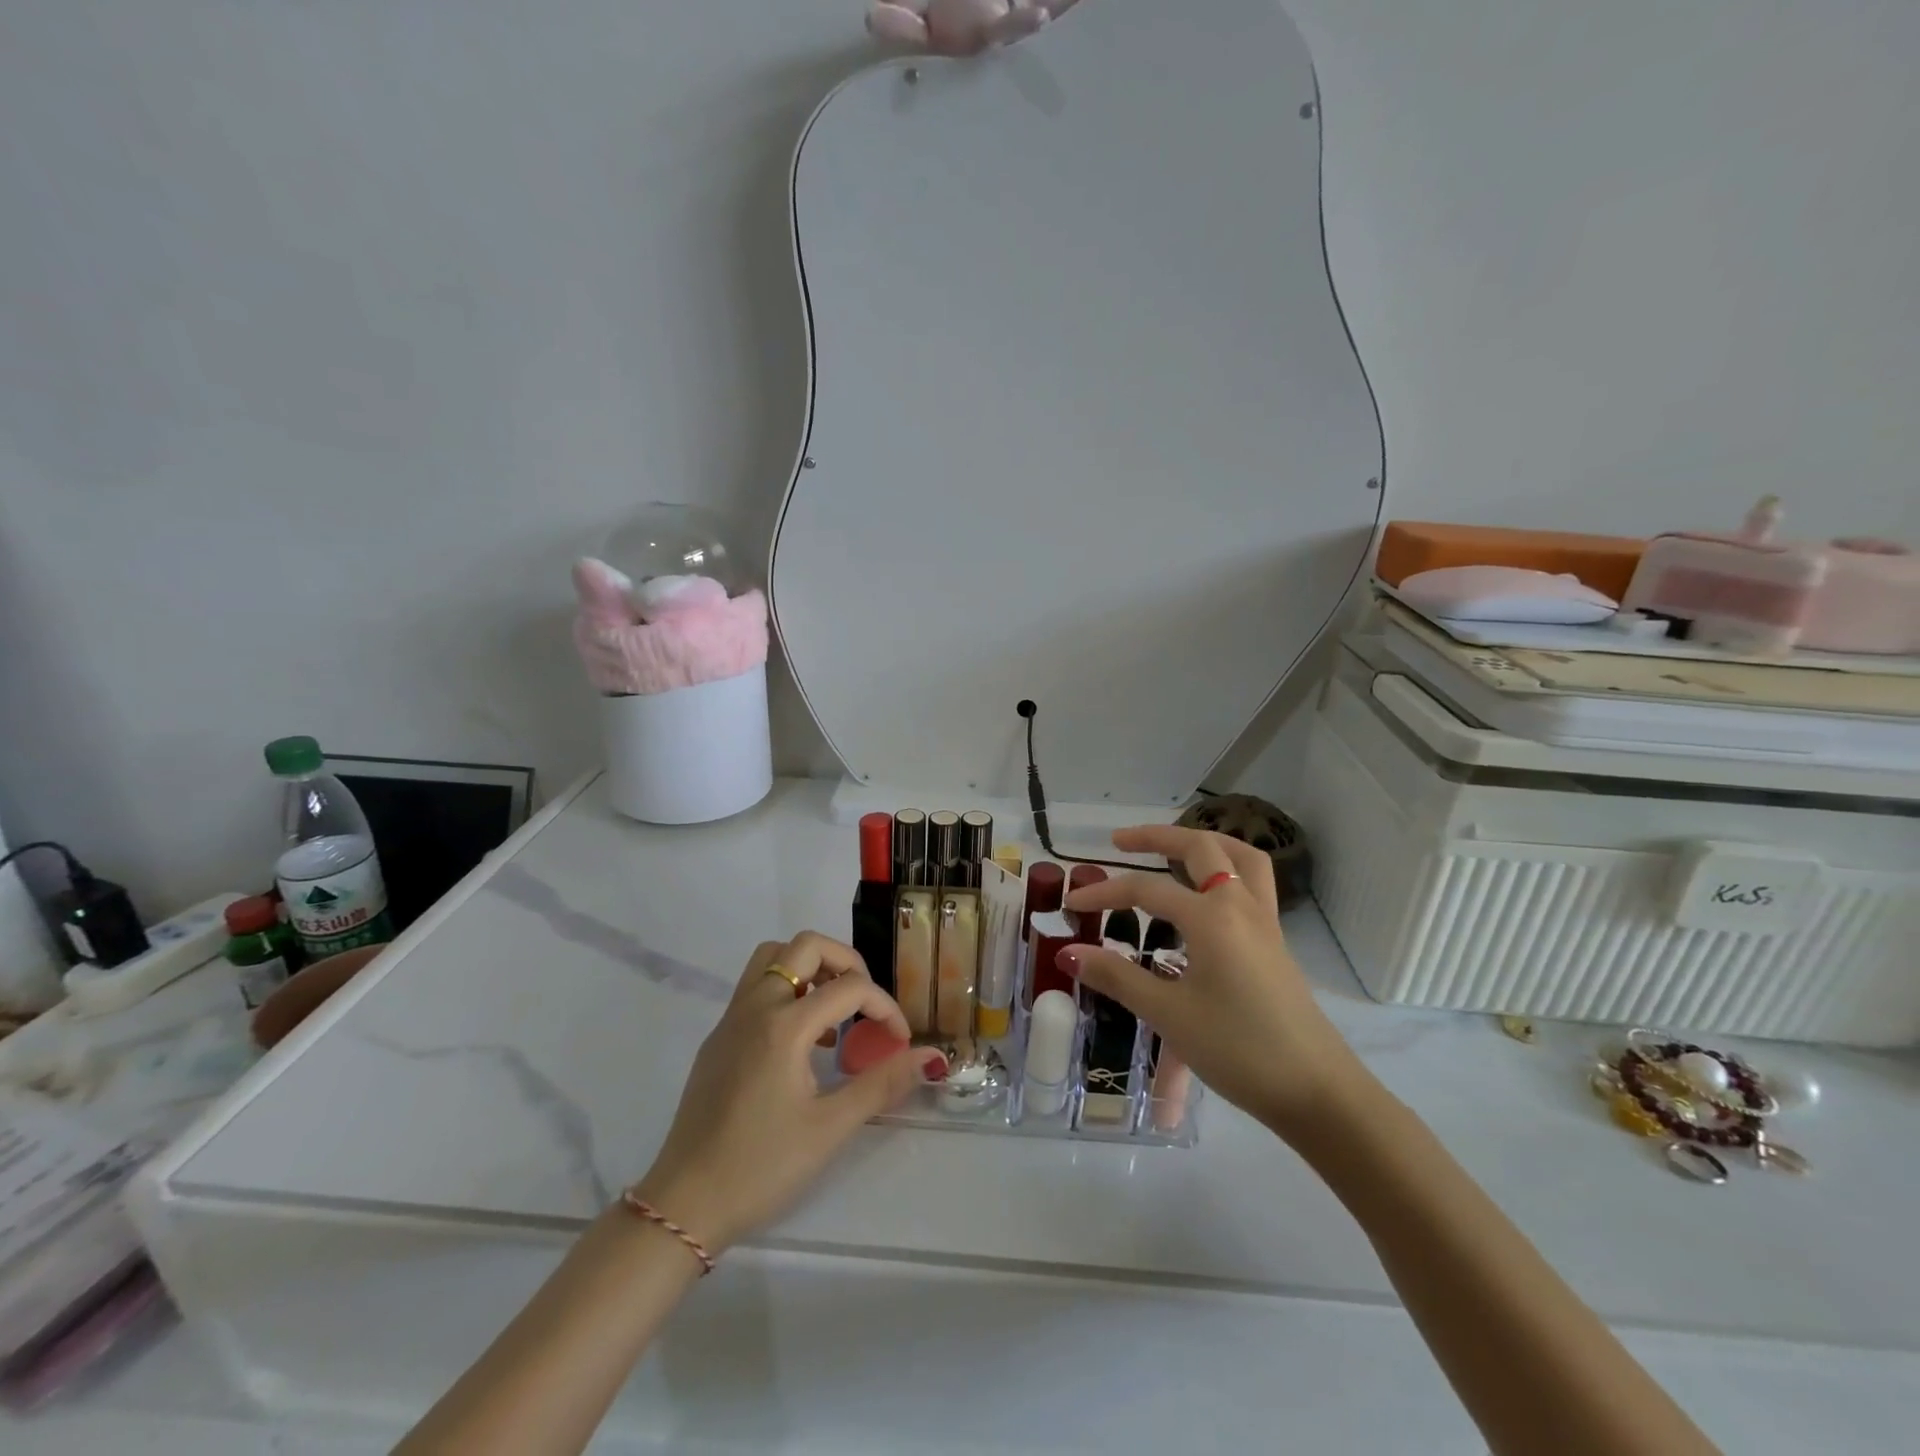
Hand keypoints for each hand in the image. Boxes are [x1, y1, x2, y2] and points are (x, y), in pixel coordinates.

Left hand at [630, 933, 945, 1253]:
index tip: (899, 1041)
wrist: (684, 1205)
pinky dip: (786, 990)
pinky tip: (802, 1041)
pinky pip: (756, 988)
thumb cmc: (761, 1167)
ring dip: (810, 968)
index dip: (884, 1007)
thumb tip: (930, 1057)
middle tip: (864, 1001)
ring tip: (834, 1011)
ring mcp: (731, 1019)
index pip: (849, 988)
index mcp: (784, 1025)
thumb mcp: (829, 1128)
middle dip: (845, 961)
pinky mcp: (718, 1038)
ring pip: (773, 958)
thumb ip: (882, 1084)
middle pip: (805, 946)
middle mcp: (755, 1007)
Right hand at [1061, 827, 1365, 1138]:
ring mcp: (1265, 922)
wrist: (1317, 1092)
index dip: (1104, 892)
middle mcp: (1241, 906)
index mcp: (1212, 917)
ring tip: (1172, 851)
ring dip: (1203, 843)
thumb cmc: (1238, 1049)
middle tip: (1120, 842)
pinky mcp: (1276, 943)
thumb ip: (1117, 978)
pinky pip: (1252, 884)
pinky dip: (1225, 871)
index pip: (1146, 890)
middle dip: (1157, 837)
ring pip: (1239, 858)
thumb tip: (1069, 953)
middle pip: (1201, 848)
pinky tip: (1206, 898)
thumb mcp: (1169, 1015)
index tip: (1072, 903)